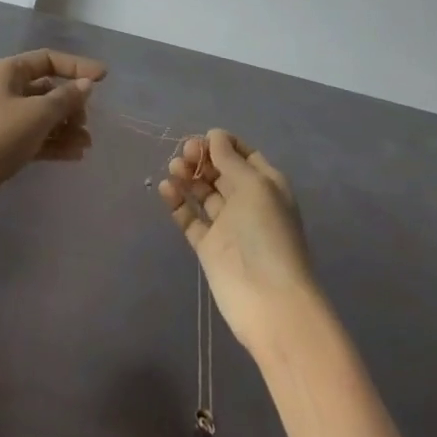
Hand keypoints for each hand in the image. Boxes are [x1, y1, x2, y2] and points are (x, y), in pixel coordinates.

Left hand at [0, 49, 103, 234]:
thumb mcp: (37, 114)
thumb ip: (65, 98)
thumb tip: (86, 85)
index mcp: (7, 72)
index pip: (48, 59)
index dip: (77, 66)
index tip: (104, 78)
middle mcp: (5, 90)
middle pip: (47, 88)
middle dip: (71, 103)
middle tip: (85, 123)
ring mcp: (3, 120)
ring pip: (43, 116)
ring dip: (66, 126)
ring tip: (86, 144)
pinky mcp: (4, 147)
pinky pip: (37, 137)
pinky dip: (55, 143)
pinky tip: (76, 155)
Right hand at [159, 129, 318, 356]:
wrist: (269, 301)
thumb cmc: (267, 234)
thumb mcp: (254, 187)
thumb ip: (230, 159)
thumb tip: (214, 135)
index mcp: (266, 186)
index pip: (244, 156)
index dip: (223, 144)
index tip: (204, 138)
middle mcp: (247, 202)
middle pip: (220, 171)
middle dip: (202, 158)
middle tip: (184, 154)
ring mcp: (227, 225)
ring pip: (203, 193)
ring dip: (188, 177)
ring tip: (173, 169)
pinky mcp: (208, 247)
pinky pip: (190, 218)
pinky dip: (178, 202)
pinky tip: (166, 188)